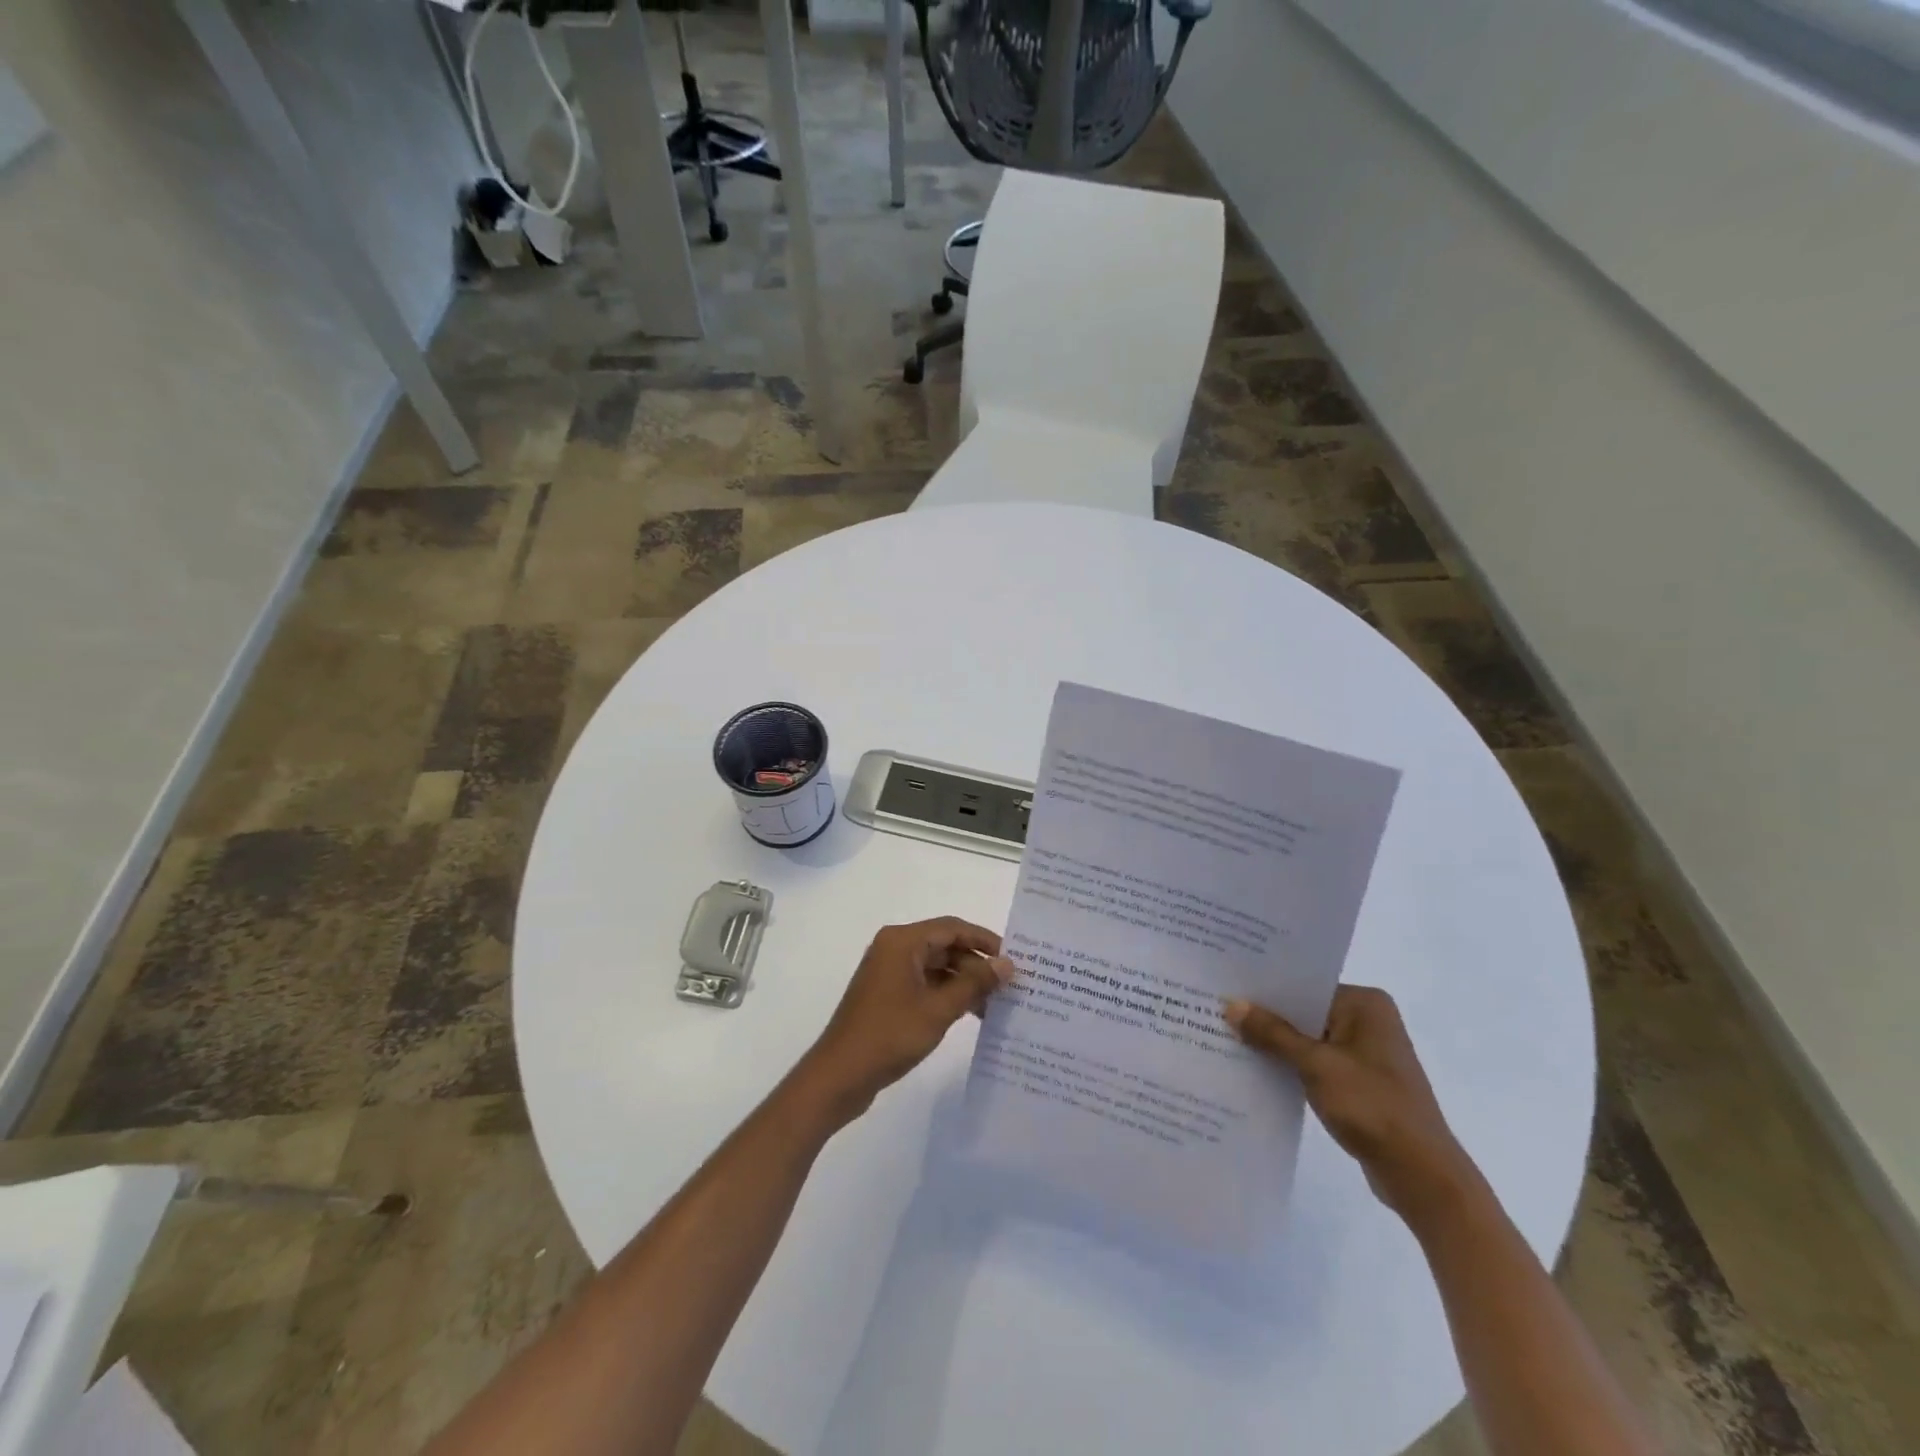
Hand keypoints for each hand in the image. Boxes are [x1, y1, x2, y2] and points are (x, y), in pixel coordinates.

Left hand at [795, 918, 1014, 1124]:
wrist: (839, 1076)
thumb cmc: (889, 1035)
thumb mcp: (938, 1009)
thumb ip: (974, 983)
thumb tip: (1007, 964)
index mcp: (902, 942)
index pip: (952, 928)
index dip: (984, 940)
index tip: (1014, 958)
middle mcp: (894, 949)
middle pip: (944, 945)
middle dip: (976, 964)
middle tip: (1009, 984)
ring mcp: (888, 972)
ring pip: (936, 966)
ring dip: (964, 982)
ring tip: (996, 1003)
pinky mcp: (887, 995)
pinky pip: (924, 984)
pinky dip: (947, 994)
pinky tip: (970, 1013)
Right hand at [1224, 985, 1482, 1230]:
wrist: (1422, 1176)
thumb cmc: (1372, 1107)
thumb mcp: (1316, 1065)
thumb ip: (1272, 1033)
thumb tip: (1232, 1004)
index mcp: (1365, 1004)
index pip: (1305, 985)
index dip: (1266, 988)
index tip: (1226, 986)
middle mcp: (1368, 1021)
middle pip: (1305, 1011)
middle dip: (1266, 1017)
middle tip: (1217, 1009)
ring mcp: (1365, 1053)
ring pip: (1308, 1039)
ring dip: (1276, 1044)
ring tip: (1227, 1037)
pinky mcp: (1360, 1082)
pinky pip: (1316, 1063)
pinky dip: (1291, 1066)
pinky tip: (1256, 1068)